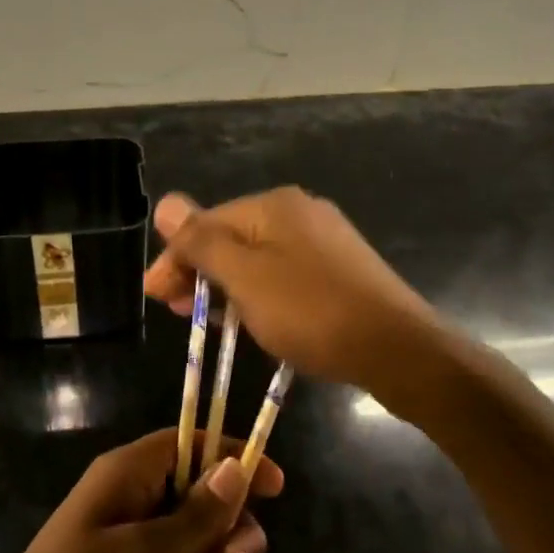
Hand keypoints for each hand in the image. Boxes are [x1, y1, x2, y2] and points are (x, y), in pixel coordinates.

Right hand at [144, 188, 444, 394]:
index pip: (207, 223)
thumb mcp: (246, 278)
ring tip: (208, 322)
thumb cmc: (312, 312)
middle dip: (199, 273)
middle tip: (175, 312)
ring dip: (227, 287)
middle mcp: (300, 212)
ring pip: (259, 259)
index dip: (176, 258)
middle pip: (233, 238)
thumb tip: (165, 202)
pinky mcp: (341, 271)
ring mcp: (325, 241)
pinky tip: (253, 320)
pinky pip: (285, 276)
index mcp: (275, 205)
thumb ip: (202, 241)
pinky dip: (260, 295)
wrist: (399, 350)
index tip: (154, 297)